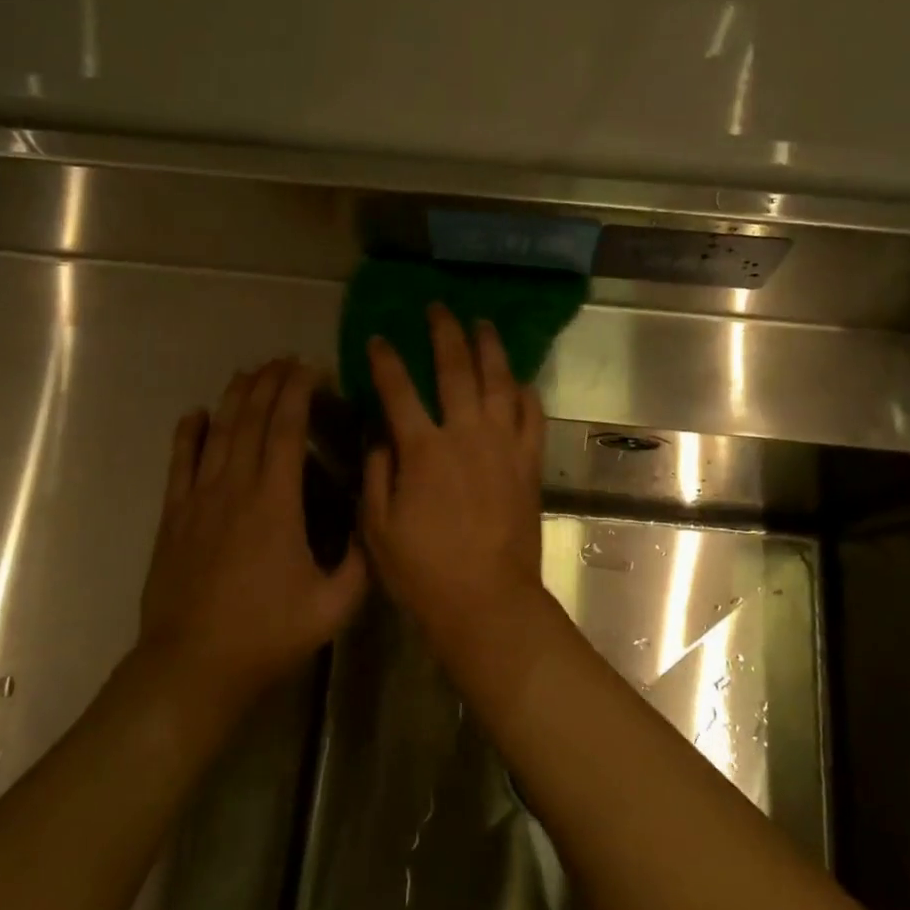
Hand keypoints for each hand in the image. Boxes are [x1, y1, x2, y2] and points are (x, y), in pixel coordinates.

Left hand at [140, 359, 367, 713]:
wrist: (192, 667)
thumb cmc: (268, 633)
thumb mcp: (334, 604)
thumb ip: (360, 560)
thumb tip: (372, 521)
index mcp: (276, 502)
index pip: (287, 429)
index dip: (298, 392)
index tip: (311, 368)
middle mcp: (236, 488)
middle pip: (252, 420)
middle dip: (270, 383)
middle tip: (285, 360)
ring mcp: (199, 500)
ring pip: (218, 433)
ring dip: (235, 398)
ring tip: (250, 371)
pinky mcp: (173, 517)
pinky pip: (180, 464)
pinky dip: (188, 434)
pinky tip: (196, 413)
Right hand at [362, 305, 546, 636]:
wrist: (487, 600)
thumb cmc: (424, 571)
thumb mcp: (378, 528)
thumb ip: (377, 473)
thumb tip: (381, 434)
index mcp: (423, 450)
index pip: (398, 390)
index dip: (385, 360)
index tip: (378, 339)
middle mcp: (466, 435)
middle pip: (456, 370)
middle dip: (444, 334)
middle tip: (438, 308)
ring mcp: (503, 446)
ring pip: (499, 382)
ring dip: (490, 349)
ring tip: (483, 324)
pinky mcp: (528, 463)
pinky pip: (532, 416)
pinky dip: (526, 393)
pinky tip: (519, 380)